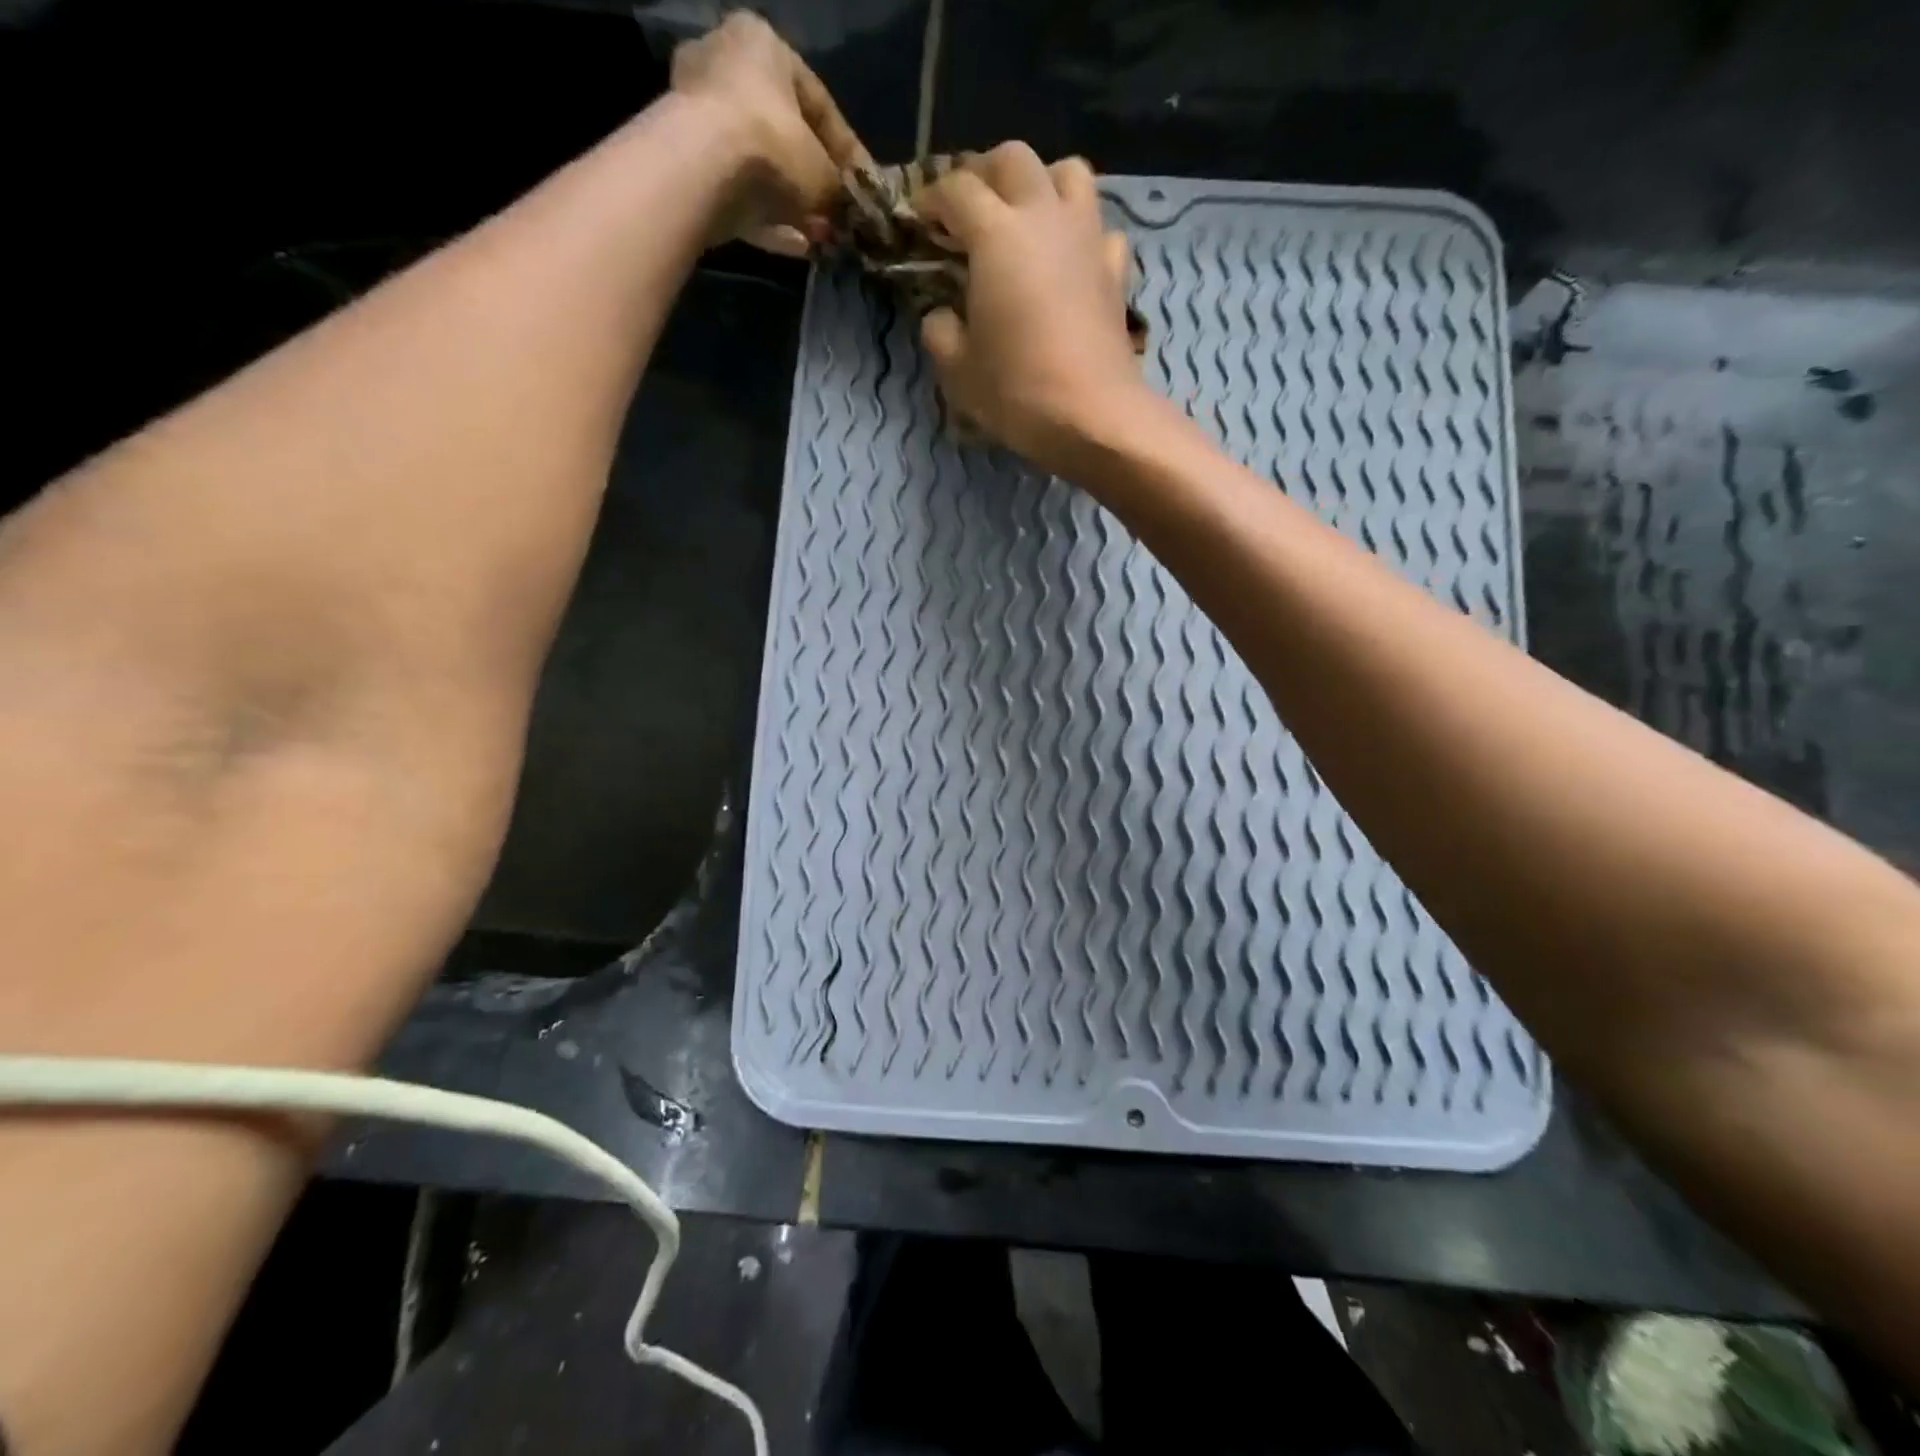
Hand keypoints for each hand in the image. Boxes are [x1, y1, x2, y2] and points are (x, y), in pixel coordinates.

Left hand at [671, 12, 868, 254]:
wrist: (701, 171)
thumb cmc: (773, 147)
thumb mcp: (824, 173)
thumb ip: (840, 190)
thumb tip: (849, 212)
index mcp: (762, 45)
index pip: (818, 103)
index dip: (847, 152)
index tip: (864, 187)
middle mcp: (725, 68)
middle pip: (784, 137)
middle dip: (814, 185)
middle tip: (838, 219)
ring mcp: (699, 116)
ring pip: (761, 171)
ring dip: (794, 208)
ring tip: (821, 239)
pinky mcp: (687, 165)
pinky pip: (739, 194)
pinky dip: (769, 221)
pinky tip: (798, 247)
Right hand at [916, 144, 1149, 469]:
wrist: (1093, 416)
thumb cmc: (1017, 391)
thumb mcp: (958, 370)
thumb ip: (940, 331)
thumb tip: (941, 315)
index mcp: (996, 235)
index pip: (956, 189)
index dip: (931, 198)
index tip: (919, 221)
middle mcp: (1044, 217)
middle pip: (1014, 159)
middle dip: (985, 173)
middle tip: (969, 209)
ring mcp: (1087, 238)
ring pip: (1068, 173)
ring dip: (1042, 183)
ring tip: (1025, 218)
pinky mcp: (1115, 270)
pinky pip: (1101, 229)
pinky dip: (1083, 233)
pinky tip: (1070, 259)